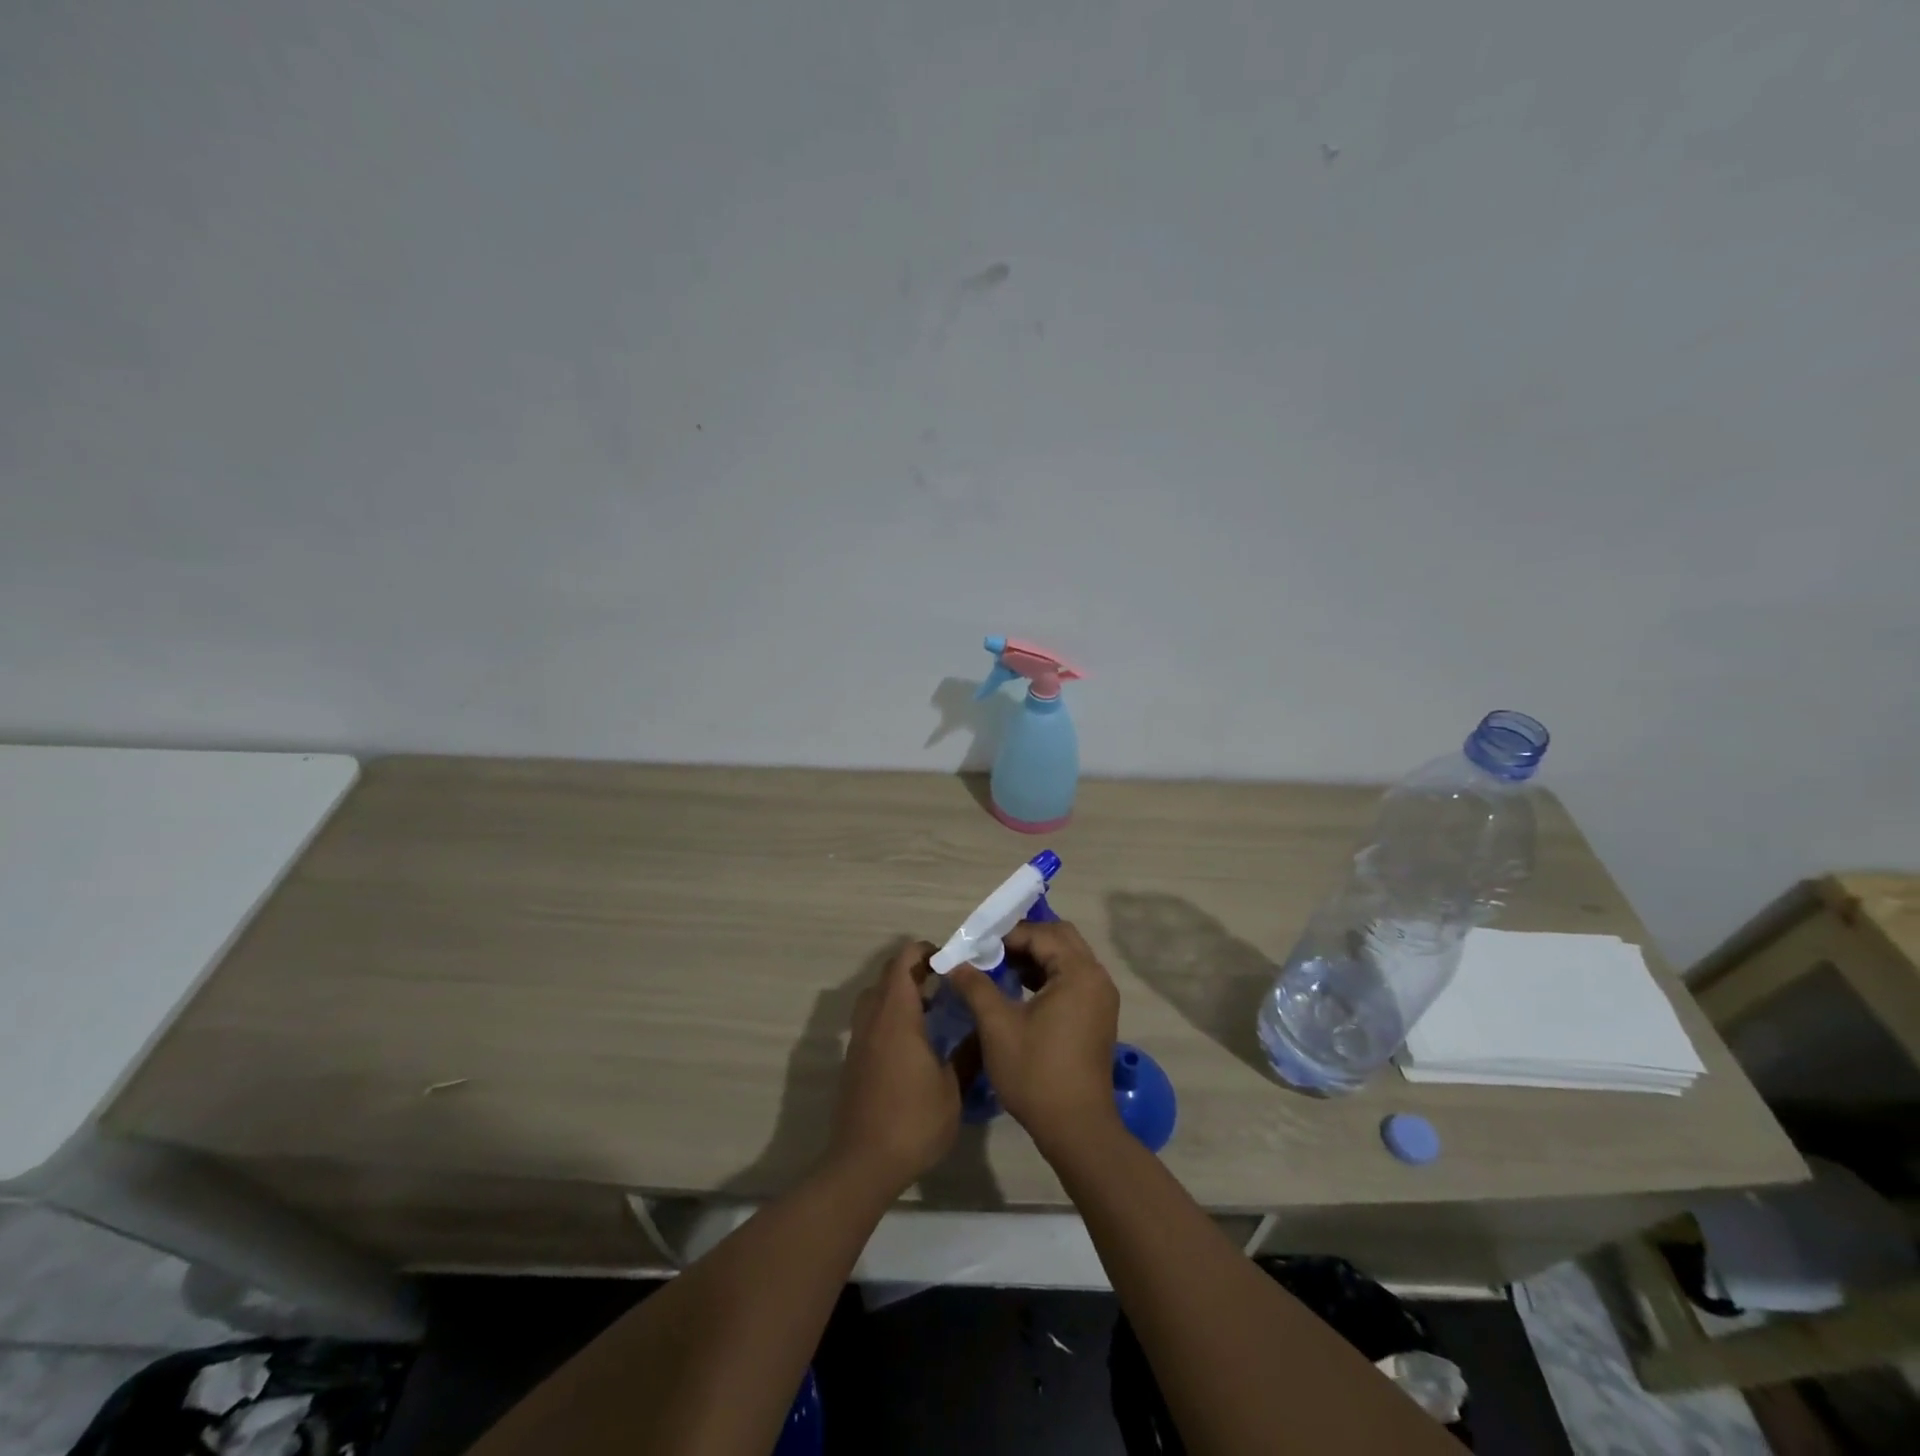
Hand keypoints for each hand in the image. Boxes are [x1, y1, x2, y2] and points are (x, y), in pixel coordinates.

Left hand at [827, 941, 960, 1197]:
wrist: (863, 1164)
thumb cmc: (913, 1121)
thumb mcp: (953, 1089)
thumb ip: (968, 1053)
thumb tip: (984, 1030)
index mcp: (896, 1016)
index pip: (903, 961)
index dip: (925, 951)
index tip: (950, 962)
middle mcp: (873, 1019)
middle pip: (888, 975)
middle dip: (915, 970)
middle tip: (945, 983)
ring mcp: (859, 1040)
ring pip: (875, 998)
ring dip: (900, 993)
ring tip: (931, 1010)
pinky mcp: (854, 1060)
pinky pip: (871, 1021)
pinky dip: (890, 1016)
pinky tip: (914, 1043)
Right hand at [950, 919, 1120, 1150]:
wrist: (1076, 1128)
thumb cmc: (1036, 1072)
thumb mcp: (997, 1026)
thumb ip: (975, 986)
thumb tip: (954, 963)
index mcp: (1078, 972)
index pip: (1039, 934)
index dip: (1005, 936)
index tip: (975, 947)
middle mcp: (1096, 977)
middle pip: (1059, 938)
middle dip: (1023, 940)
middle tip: (990, 952)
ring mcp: (1101, 997)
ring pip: (1067, 957)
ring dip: (1035, 957)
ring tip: (1000, 969)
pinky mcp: (1098, 1015)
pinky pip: (1072, 978)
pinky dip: (1047, 976)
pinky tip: (1020, 990)